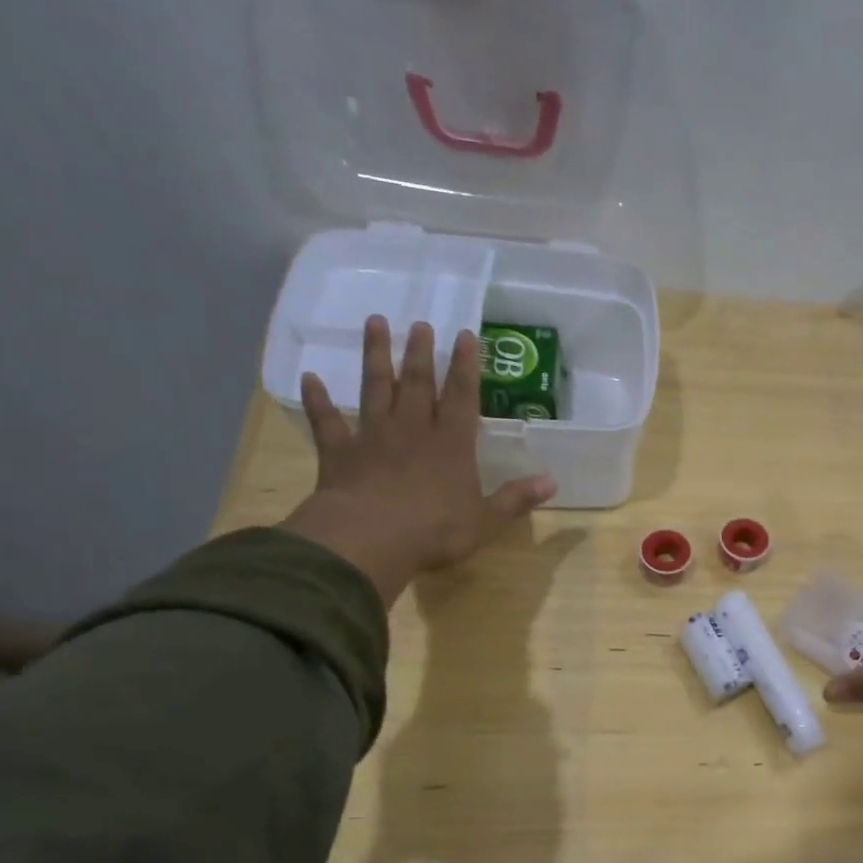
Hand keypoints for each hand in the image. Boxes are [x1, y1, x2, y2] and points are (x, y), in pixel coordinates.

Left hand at [279, 317, 555, 607]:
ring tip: (376, 323)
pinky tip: (310, 378)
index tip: (465, 335)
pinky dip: (318, 399)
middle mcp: (413, 430)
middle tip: (421, 324)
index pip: (461, 396)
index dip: (466, 366)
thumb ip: (516, 499)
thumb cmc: (435, 530)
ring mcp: (373, 437)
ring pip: (375, 388)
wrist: (371, 538)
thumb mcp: (486, 520)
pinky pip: (327, 420)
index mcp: (451, 445)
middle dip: (421, 353)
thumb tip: (551, 482)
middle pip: (417, 383)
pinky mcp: (340, 452)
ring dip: (376, 356)